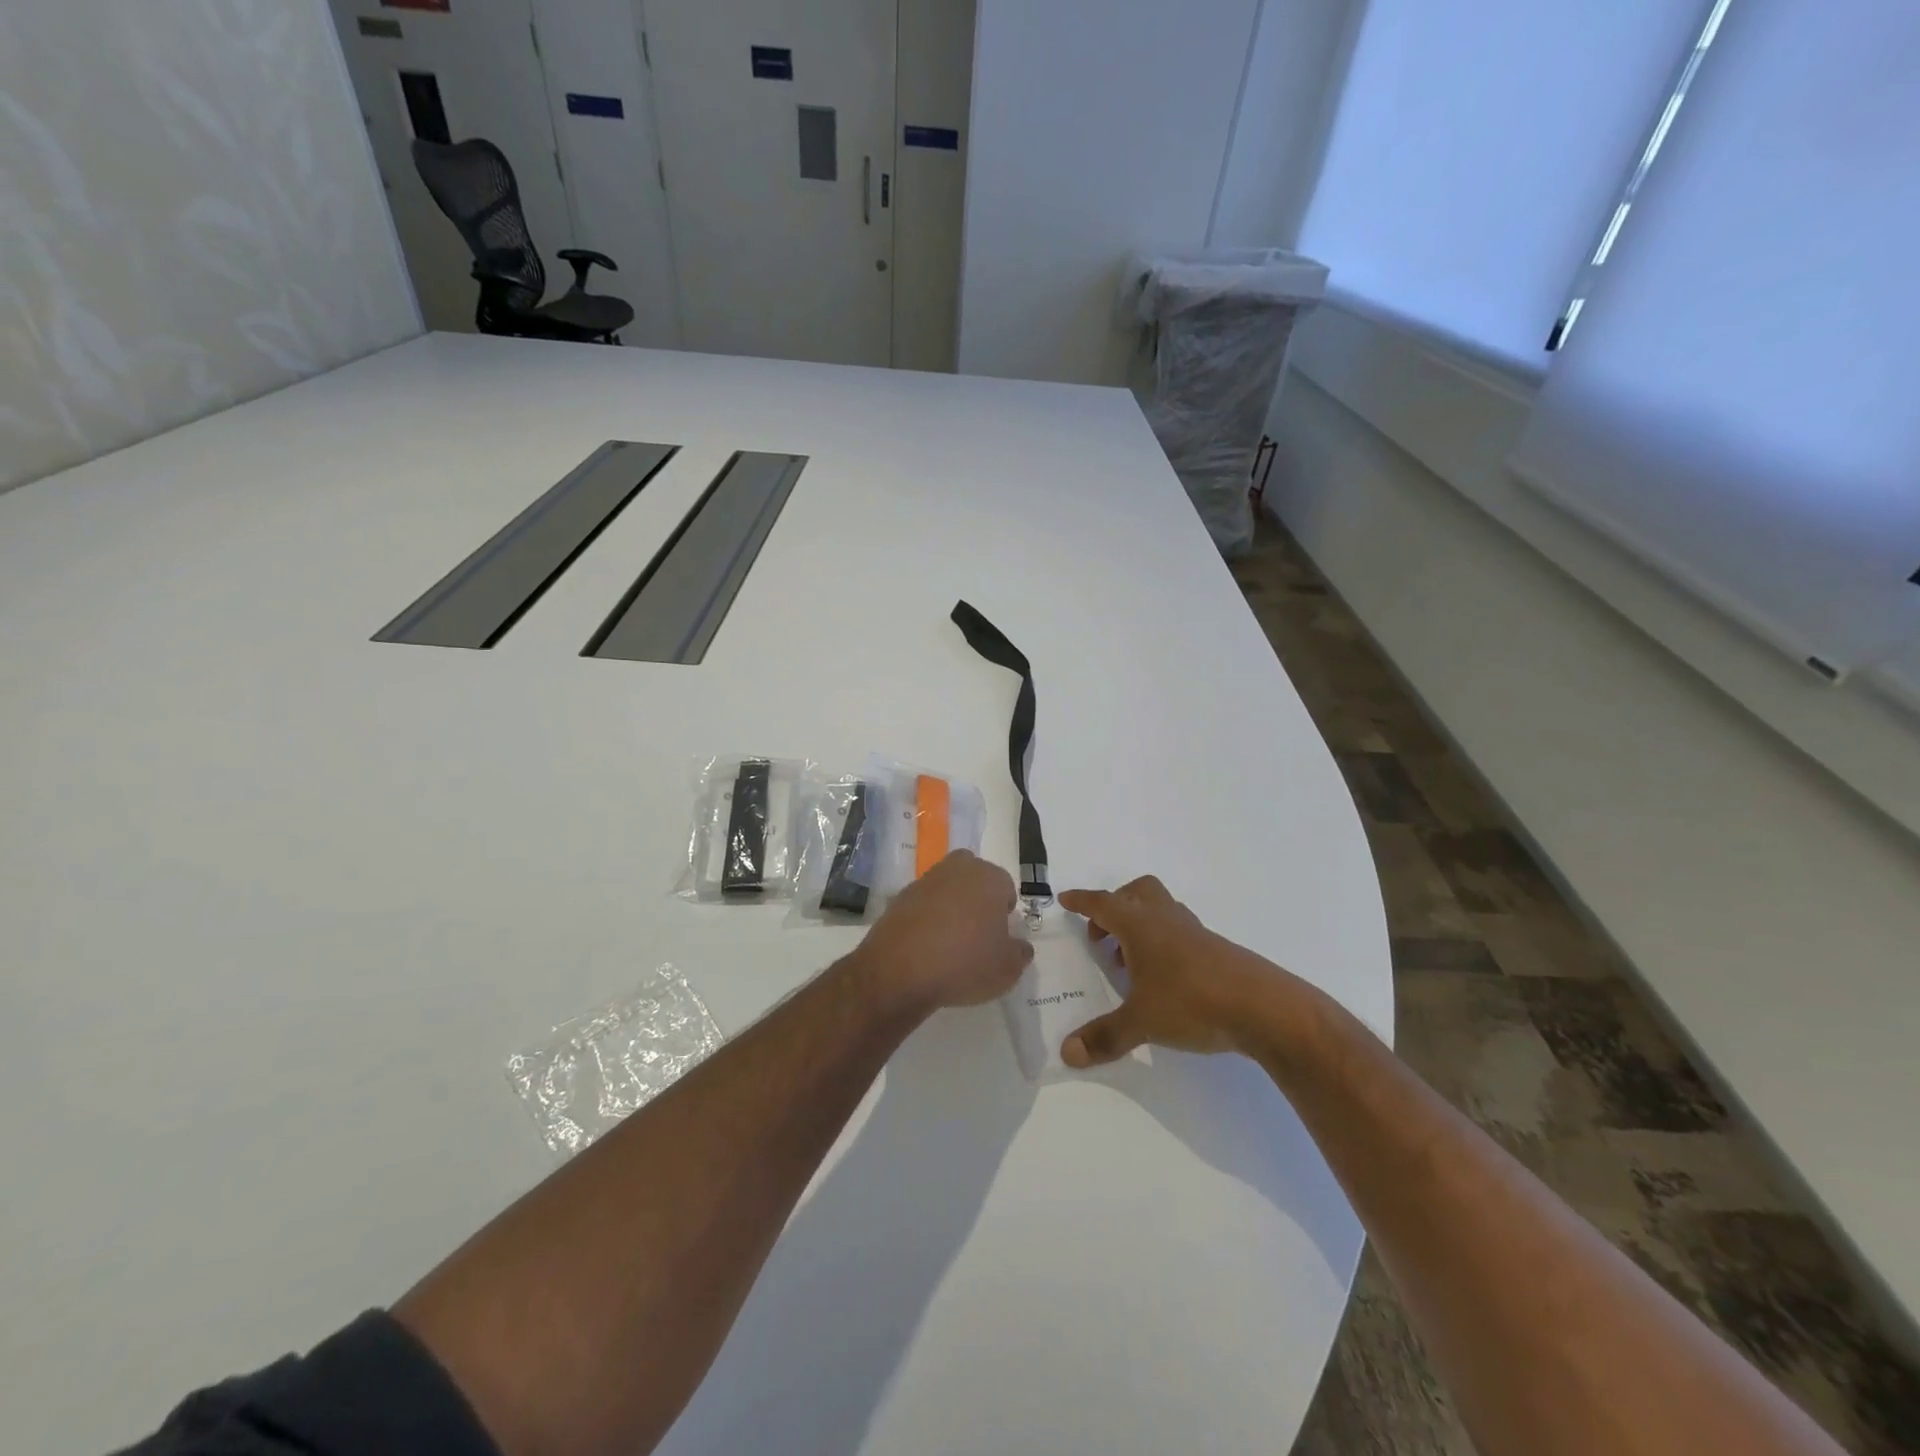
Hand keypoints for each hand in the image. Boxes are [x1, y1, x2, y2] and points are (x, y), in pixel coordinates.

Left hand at [856, 851, 1032, 1015]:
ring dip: (951, 905)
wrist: (900, 971)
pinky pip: (922, 903)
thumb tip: (1020, 946)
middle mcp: (957, 870)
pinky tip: (926, 946)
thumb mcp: (1007, 969)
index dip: (1005, 912)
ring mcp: (925, 881)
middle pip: (974, 876)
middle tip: (977, 932)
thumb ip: (1020, 953)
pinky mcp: (899, 897)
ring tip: (950, 941)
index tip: (1000, 936)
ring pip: (946, 887)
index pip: (1006, 887)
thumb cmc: (965, 963)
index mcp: (988, 878)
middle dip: (978, 897)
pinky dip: (927, 917)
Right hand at [1058, 876, 1297, 1067]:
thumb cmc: (1193, 1003)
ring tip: (1130, 964)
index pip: (1103, 903)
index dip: (1082, 901)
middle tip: (1102, 936)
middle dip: (1115, 907)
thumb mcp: (1142, 1023)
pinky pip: (1180, 933)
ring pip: (1161, 911)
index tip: (1065, 900)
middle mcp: (1167, 920)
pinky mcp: (1217, 951)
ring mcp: (1196, 934)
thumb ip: (1104, 1036)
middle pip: (1137, 893)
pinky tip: (1164, 979)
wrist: (1266, 1009)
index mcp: (1142, 926)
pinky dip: (1163, 944)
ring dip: (1140, 926)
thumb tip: (1068, 1052)